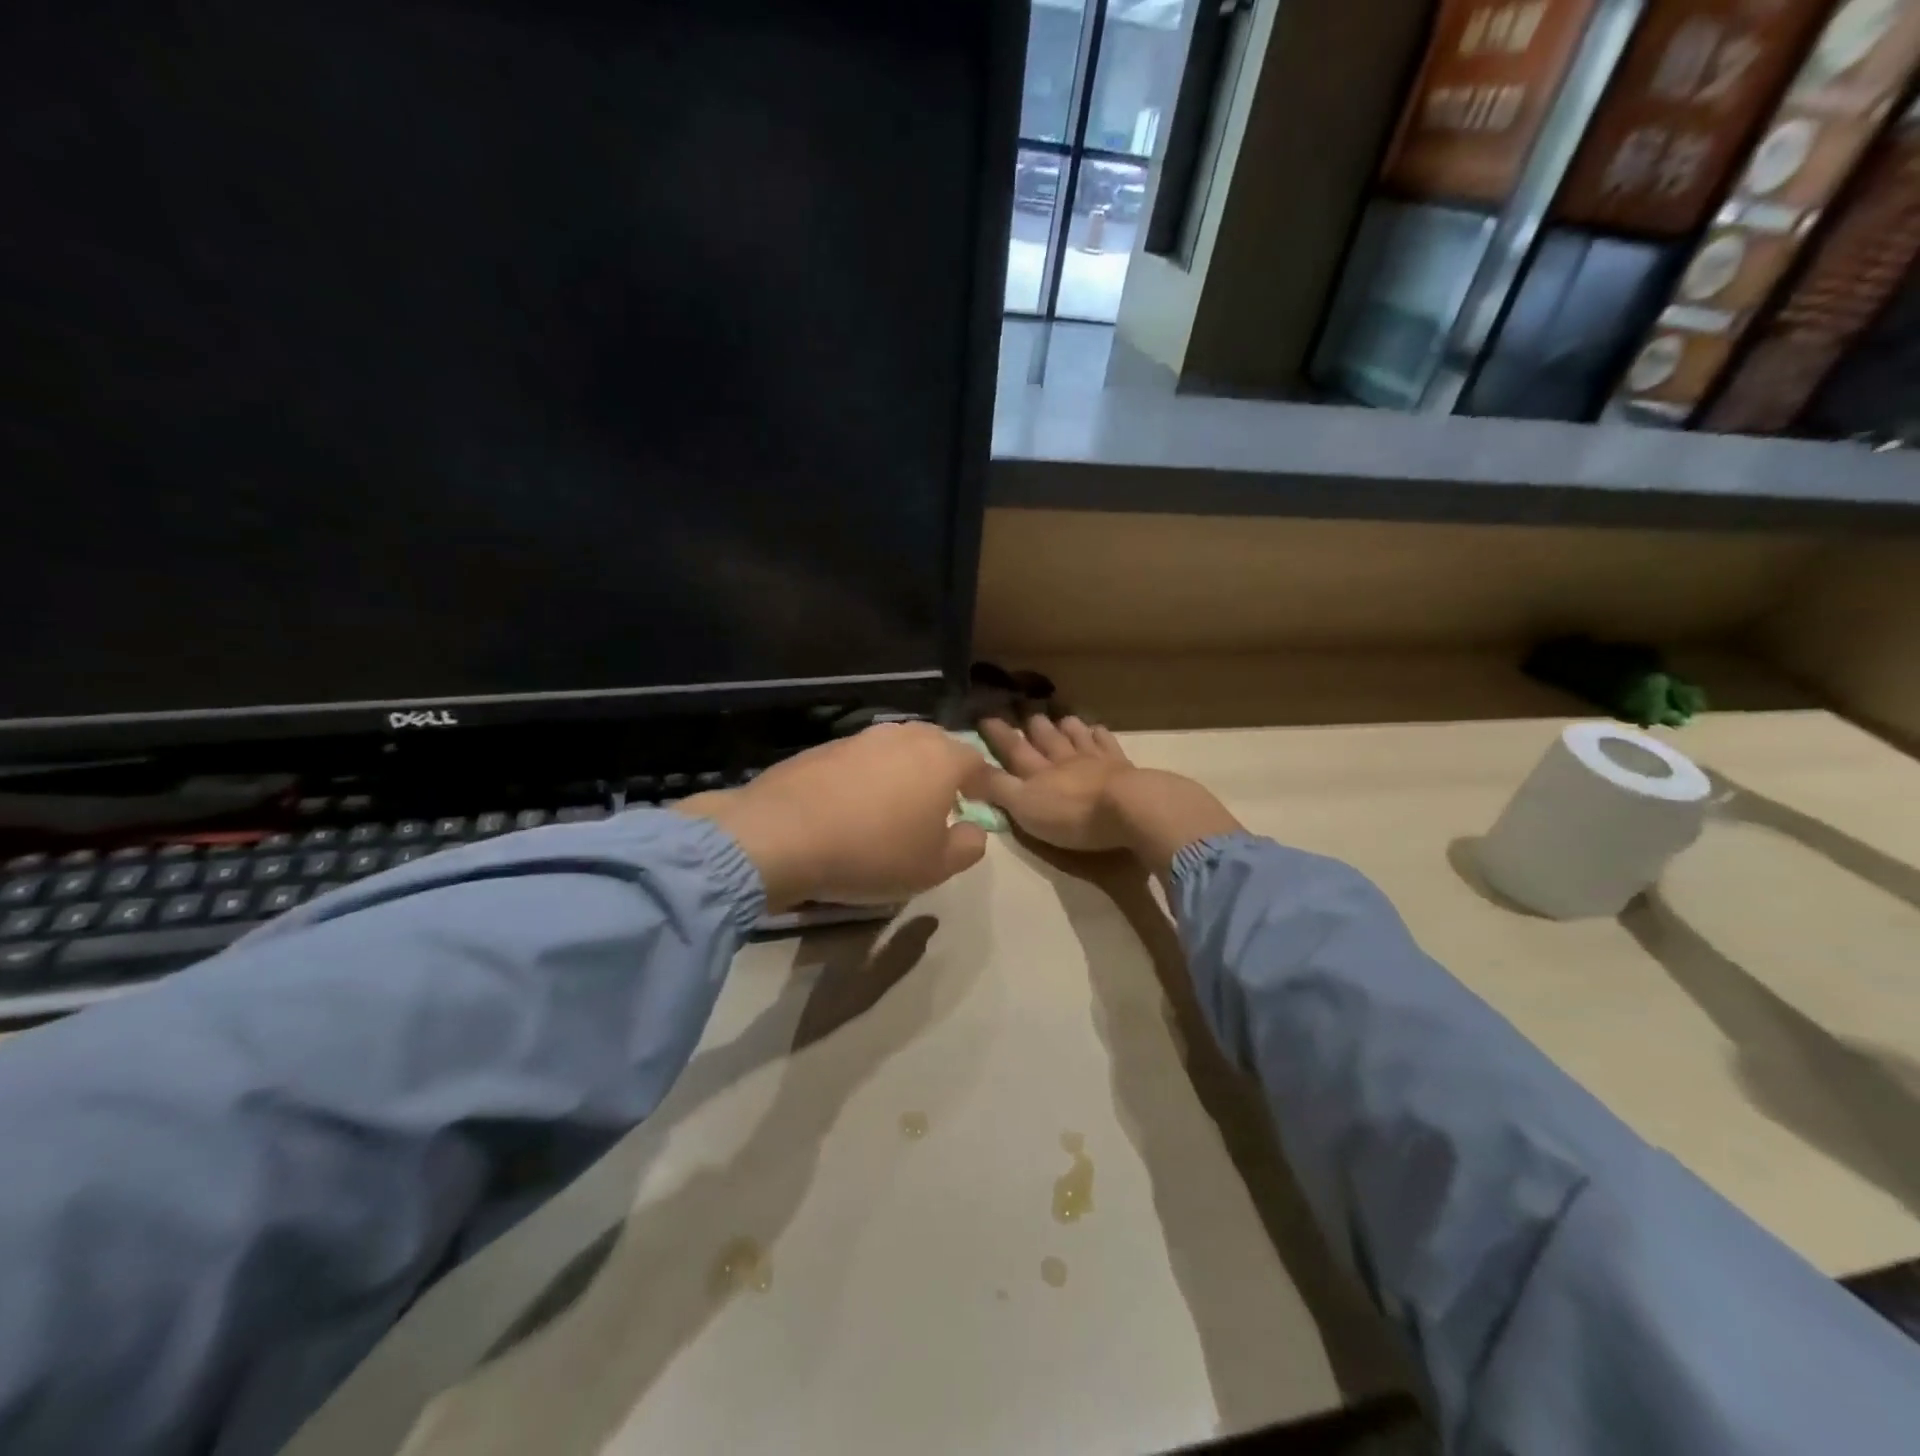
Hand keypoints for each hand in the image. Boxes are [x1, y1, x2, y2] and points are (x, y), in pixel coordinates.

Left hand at [676, 722, 994, 908]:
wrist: (782, 835)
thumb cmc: (873, 852)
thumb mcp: (933, 867)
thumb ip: (967, 847)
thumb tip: (975, 830)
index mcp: (941, 758)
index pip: (976, 762)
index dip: (983, 784)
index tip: (981, 804)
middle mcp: (905, 737)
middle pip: (937, 747)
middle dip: (945, 771)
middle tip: (943, 802)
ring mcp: (863, 737)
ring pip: (899, 749)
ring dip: (907, 771)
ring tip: (899, 803)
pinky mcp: (826, 746)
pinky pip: (863, 758)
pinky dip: (870, 775)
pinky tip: (857, 804)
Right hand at [977, 715, 1243, 872]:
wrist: (1128, 808)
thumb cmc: (1072, 815)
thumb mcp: (1024, 808)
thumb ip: (997, 789)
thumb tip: (967, 771)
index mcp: (1037, 773)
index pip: (1012, 749)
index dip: (997, 734)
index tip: (985, 716)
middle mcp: (1062, 760)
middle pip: (1045, 738)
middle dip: (1033, 725)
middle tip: (1025, 710)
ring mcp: (1094, 760)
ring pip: (1075, 736)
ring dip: (1065, 725)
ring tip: (1060, 716)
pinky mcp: (1121, 766)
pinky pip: (1107, 743)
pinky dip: (1099, 734)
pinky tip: (1098, 729)